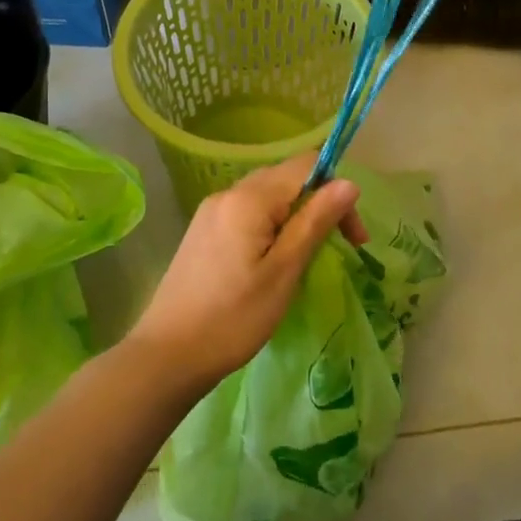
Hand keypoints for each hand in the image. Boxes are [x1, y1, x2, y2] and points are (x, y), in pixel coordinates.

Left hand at [128, 155, 364, 395]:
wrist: (167, 354)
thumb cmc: (234, 318)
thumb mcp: (284, 271)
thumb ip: (315, 222)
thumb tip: (349, 183)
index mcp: (249, 198)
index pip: (305, 166)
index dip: (337, 191)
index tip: (352, 237)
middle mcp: (228, 193)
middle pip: (286, 178)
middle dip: (319, 204)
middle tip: (339, 248)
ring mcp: (211, 211)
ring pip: (267, 196)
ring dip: (295, 216)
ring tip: (306, 258)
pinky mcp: (203, 231)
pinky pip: (247, 213)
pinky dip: (270, 226)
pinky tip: (273, 260)